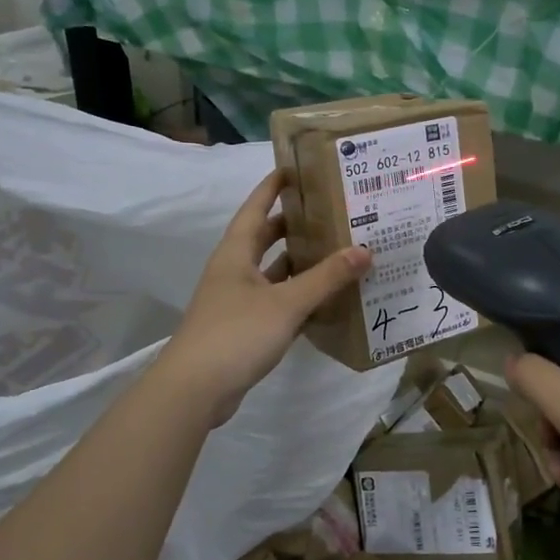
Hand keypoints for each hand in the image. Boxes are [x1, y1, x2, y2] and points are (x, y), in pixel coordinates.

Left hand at [159, 171, 370, 426]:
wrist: (195, 390)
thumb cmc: (236, 334)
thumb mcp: (286, 303)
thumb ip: (326, 278)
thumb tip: (364, 250)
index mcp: (235, 254)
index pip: (255, 209)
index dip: (272, 187)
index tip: (295, 169)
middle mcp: (234, 271)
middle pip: (264, 238)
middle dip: (292, 224)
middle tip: (329, 212)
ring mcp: (236, 301)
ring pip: (272, 271)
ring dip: (298, 262)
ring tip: (336, 250)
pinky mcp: (243, 328)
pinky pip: (275, 300)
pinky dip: (297, 295)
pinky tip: (324, 297)